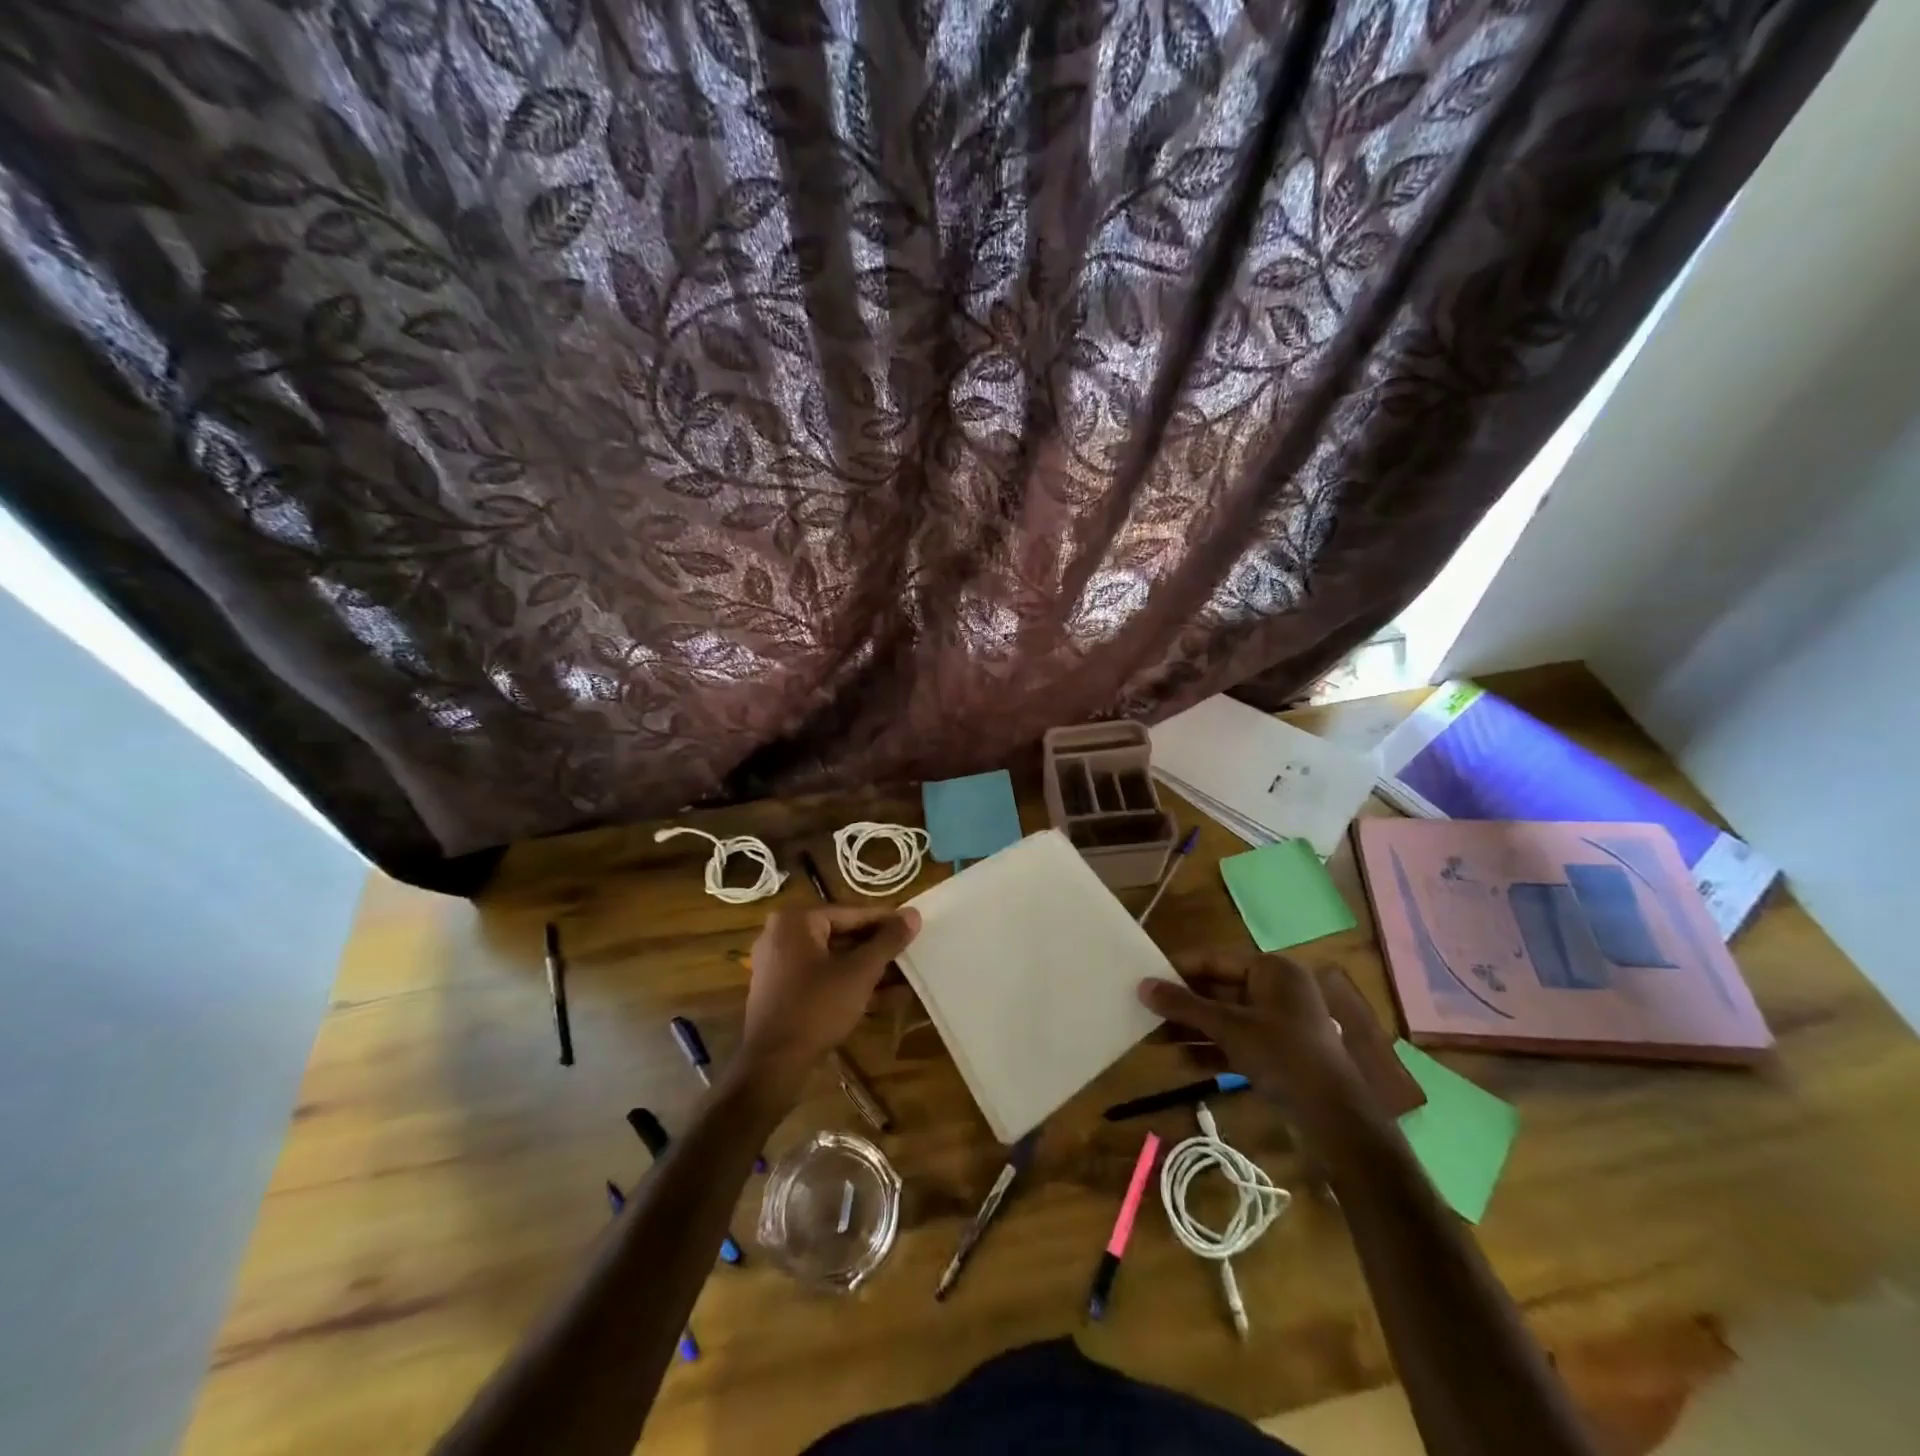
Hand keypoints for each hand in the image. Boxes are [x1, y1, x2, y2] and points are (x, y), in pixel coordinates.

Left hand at [735, 905, 919, 1097]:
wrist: (772, 1065)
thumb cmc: (817, 1007)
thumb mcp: (860, 972)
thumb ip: (888, 941)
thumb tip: (913, 914)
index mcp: (796, 921)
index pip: (851, 913)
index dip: (886, 922)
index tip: (913, 927)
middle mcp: (783, 936)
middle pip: (842, 936)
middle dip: (878, 949)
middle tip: (911, 952)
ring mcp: (781, 966)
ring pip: (835, 960)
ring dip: (869, 970)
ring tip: (907, 977)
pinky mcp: (784, 993)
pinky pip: (823, 979)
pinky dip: (850, 985)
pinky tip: (887, 997)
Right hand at [1138, 951, 1351, 1107]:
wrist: (1337, 1122)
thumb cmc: (1285, 1058)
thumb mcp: (1230, 1028)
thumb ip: (1185, 1006)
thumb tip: (1143, 986)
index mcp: (1272, 971)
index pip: (1214, 959)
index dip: (1178, 968)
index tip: (1144, 977)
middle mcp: (1275, 990)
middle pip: (1217, 988)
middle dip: (1182, 1003)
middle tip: (1144, 1009)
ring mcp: (1276, 1023)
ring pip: (1223, 1017)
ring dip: (1191, 1028)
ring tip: (1152, 1037)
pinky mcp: (1275, 1052)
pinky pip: (1234, 1041)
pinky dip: (1209, 1048)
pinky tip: (1180, 1059)